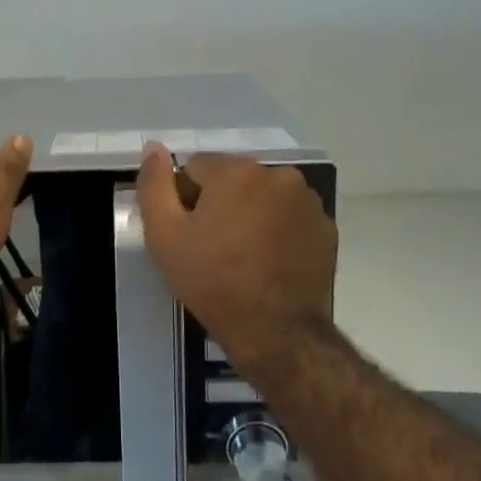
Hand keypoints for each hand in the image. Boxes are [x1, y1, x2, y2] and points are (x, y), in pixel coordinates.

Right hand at [135, 145, 335, 365]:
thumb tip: (153, 147)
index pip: (197, 167)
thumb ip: (154, 186)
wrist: (276, 333)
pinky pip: (290, 217)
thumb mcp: (164, 236)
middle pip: (234, 178)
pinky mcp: (327, 229)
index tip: (187, 233)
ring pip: (264, 197)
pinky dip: (278, 231)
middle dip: (220, 203)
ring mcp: (309, 202)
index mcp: (238, 172)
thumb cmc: (213, 282)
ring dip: (251, 214)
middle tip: (213, 247)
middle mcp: (279, 175)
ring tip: (243, 256)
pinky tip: (270, 262)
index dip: (185, 199)